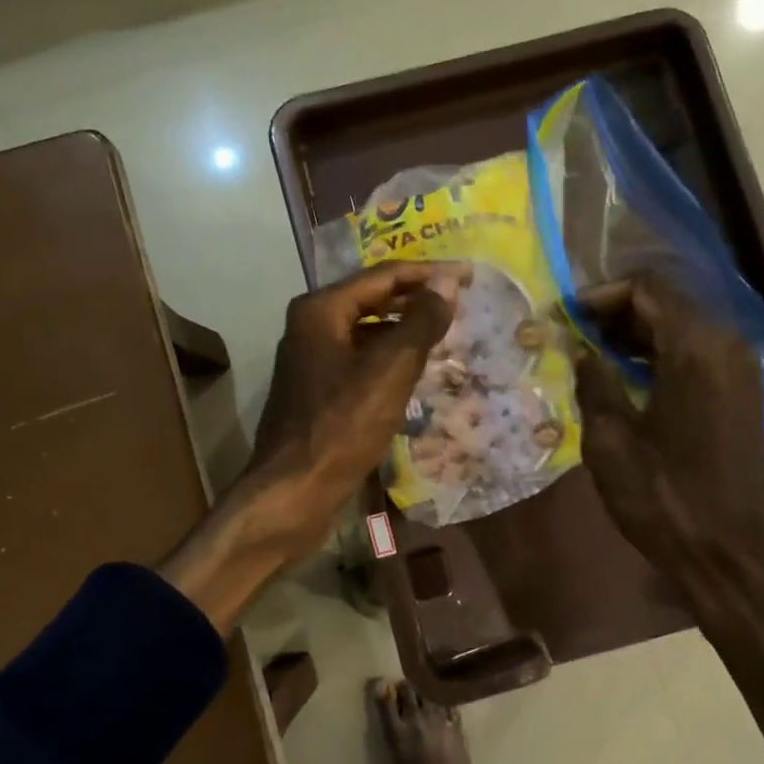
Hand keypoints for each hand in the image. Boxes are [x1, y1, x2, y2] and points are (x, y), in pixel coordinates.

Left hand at [243, 261, 463, 556]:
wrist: (294, 489)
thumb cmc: (342, 426)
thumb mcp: (389, 371)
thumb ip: (420, 323)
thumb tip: (446, 285)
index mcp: (321, 310)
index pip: (383, 277)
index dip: (429, 273)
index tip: (468, 275)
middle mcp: (310, 326)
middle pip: (372, 300)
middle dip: (416, 300)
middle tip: (459, 303)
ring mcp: (310, 359)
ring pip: (366, 332)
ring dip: (403, 330)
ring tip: (443, 335)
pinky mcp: (316, 390)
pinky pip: (359, 360)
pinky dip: (388, 359)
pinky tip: (413, 372)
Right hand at [573, 274, 763, 763]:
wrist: (730, 557)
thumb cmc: (665, 499)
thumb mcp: (611, 440)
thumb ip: (594, 382)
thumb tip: (580, 349)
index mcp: (696, 349)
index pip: (647, 289)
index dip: (600, 295)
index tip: (564, 317)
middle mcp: (726, 347)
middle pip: (667, 305)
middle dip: (616, 313)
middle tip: (571, 335)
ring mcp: (740, 373)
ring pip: (682, 330)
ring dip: (637, 336)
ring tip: (590, 356)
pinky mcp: (742, 397)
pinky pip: (696, 357)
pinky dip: (660, 357)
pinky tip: (626, 381)